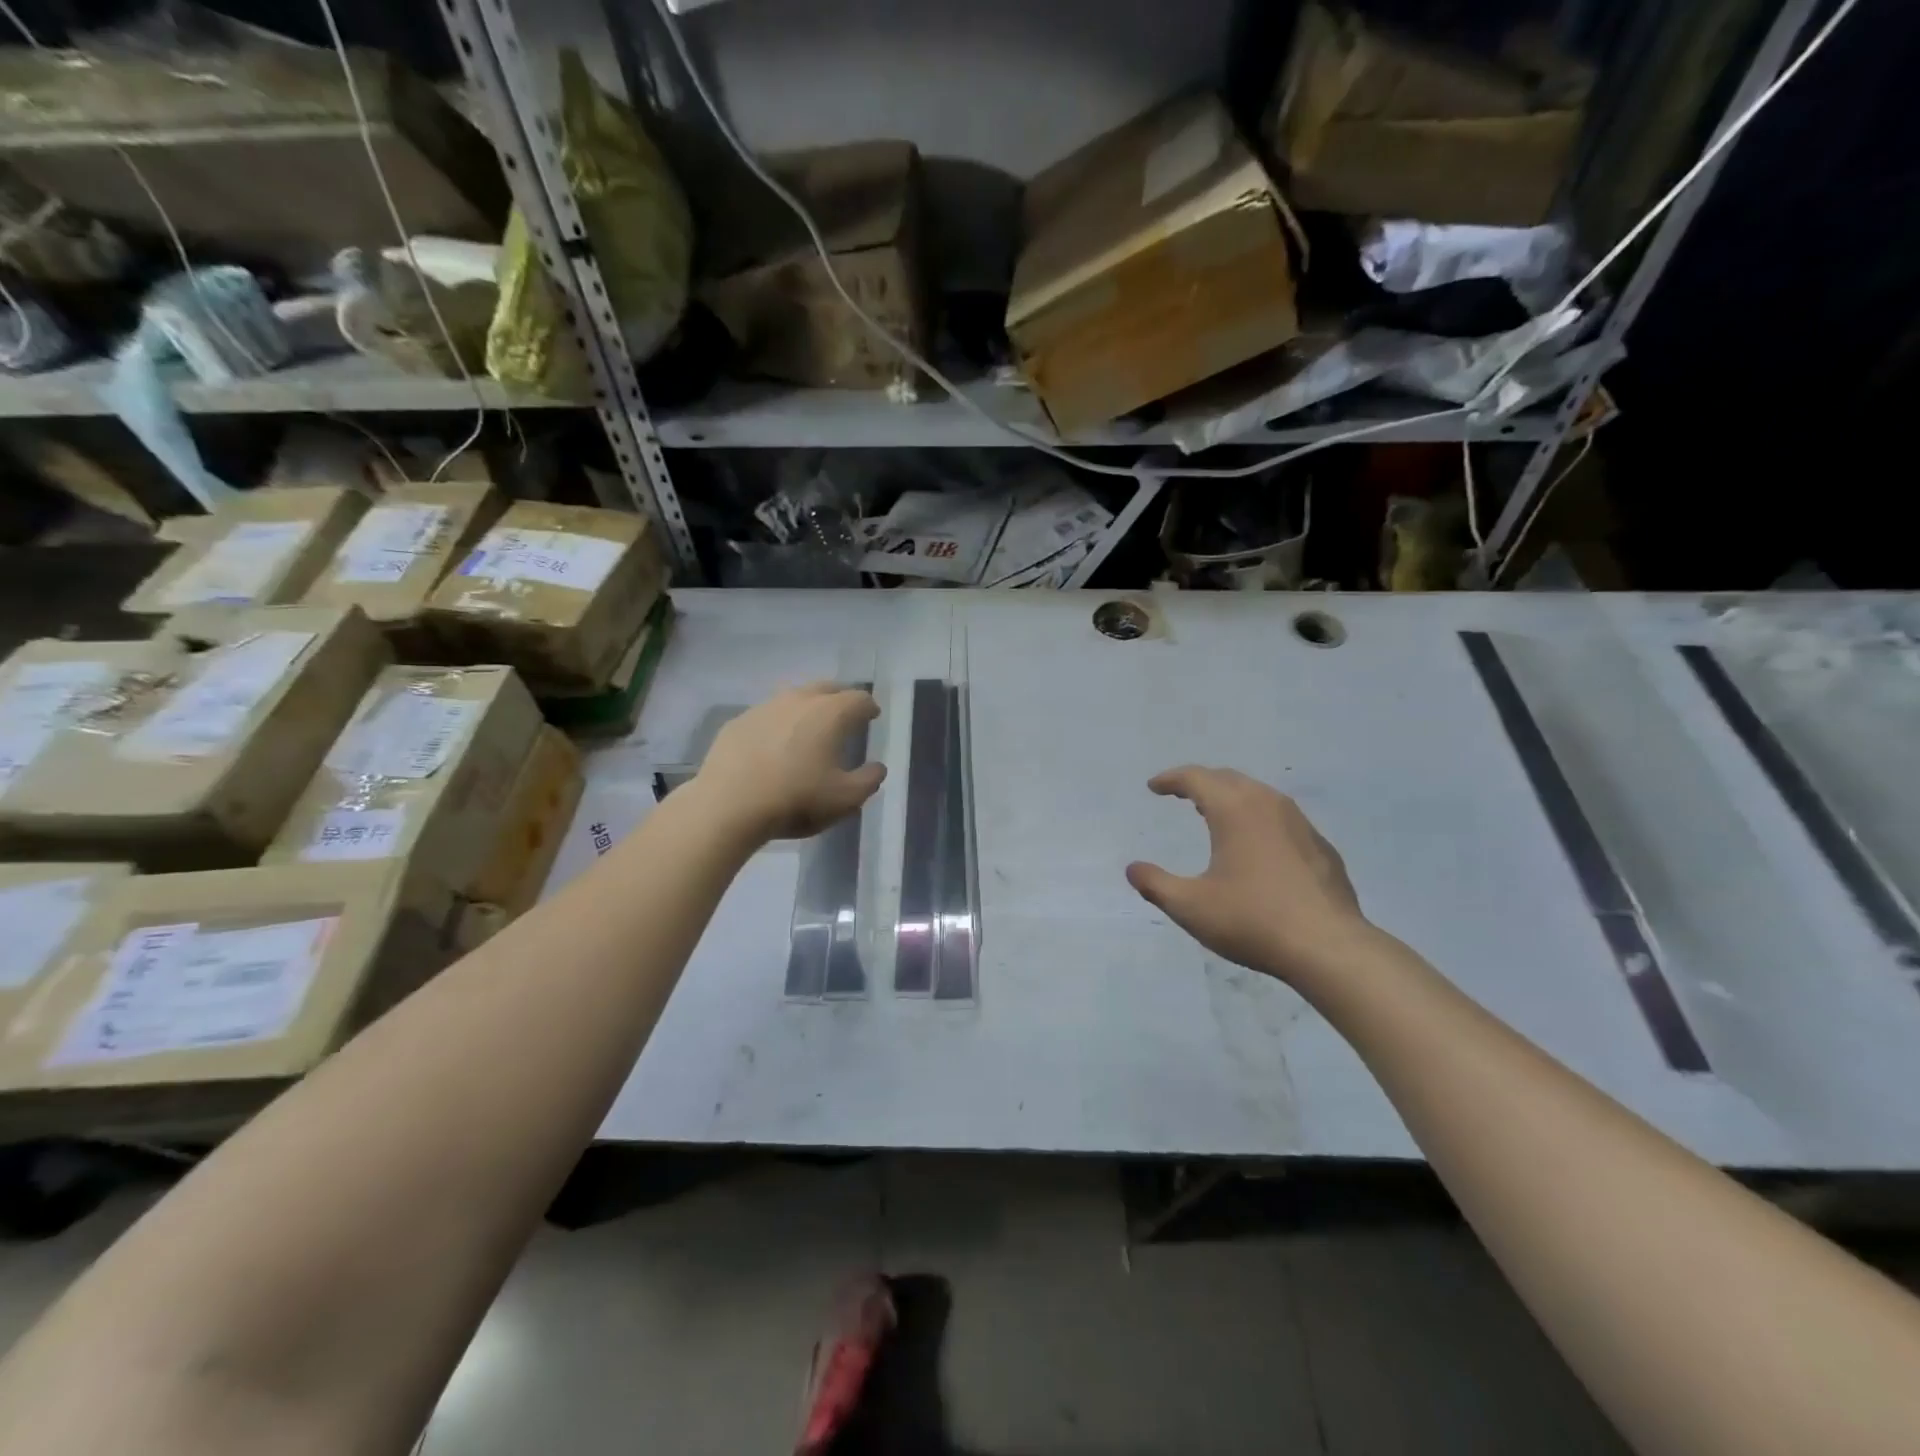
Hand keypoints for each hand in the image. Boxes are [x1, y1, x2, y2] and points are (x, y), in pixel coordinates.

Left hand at [693, 684, 886, 841]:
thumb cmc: (796, 799)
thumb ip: (869, 780)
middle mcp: (799, 699)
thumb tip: (878, 767)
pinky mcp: (738, 722)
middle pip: (827, 687)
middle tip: (845, 716)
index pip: (859, 698)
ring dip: (807, 708)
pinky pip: (767, 715)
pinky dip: (778, 724)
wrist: (728, 805)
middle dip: (840, 698)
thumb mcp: (846, 799)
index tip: (872, 716)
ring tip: (809, 729)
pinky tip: (774, 745)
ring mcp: (764, 707)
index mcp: (831, 713)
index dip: (869, 707)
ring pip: (794, 697)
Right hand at [1127, 767, 1370, 986]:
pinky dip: (1259, 820)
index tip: (1154, 787)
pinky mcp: (1321, 847)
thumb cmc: (1252, 920)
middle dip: (1202, 783)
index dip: (1171, 779)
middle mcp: (1268, 804)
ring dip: (1232, 798)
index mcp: (1234, 809)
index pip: (1196, 778)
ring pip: (1259, 795)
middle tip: (1183, 795)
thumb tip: (1133, 869)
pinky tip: (1257, 846)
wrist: (1329, 947)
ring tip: (1215, 815)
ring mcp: (1300, 824)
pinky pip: (1282, 819)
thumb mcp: (1190, 906)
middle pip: (1228, 778)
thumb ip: (1155, 884)